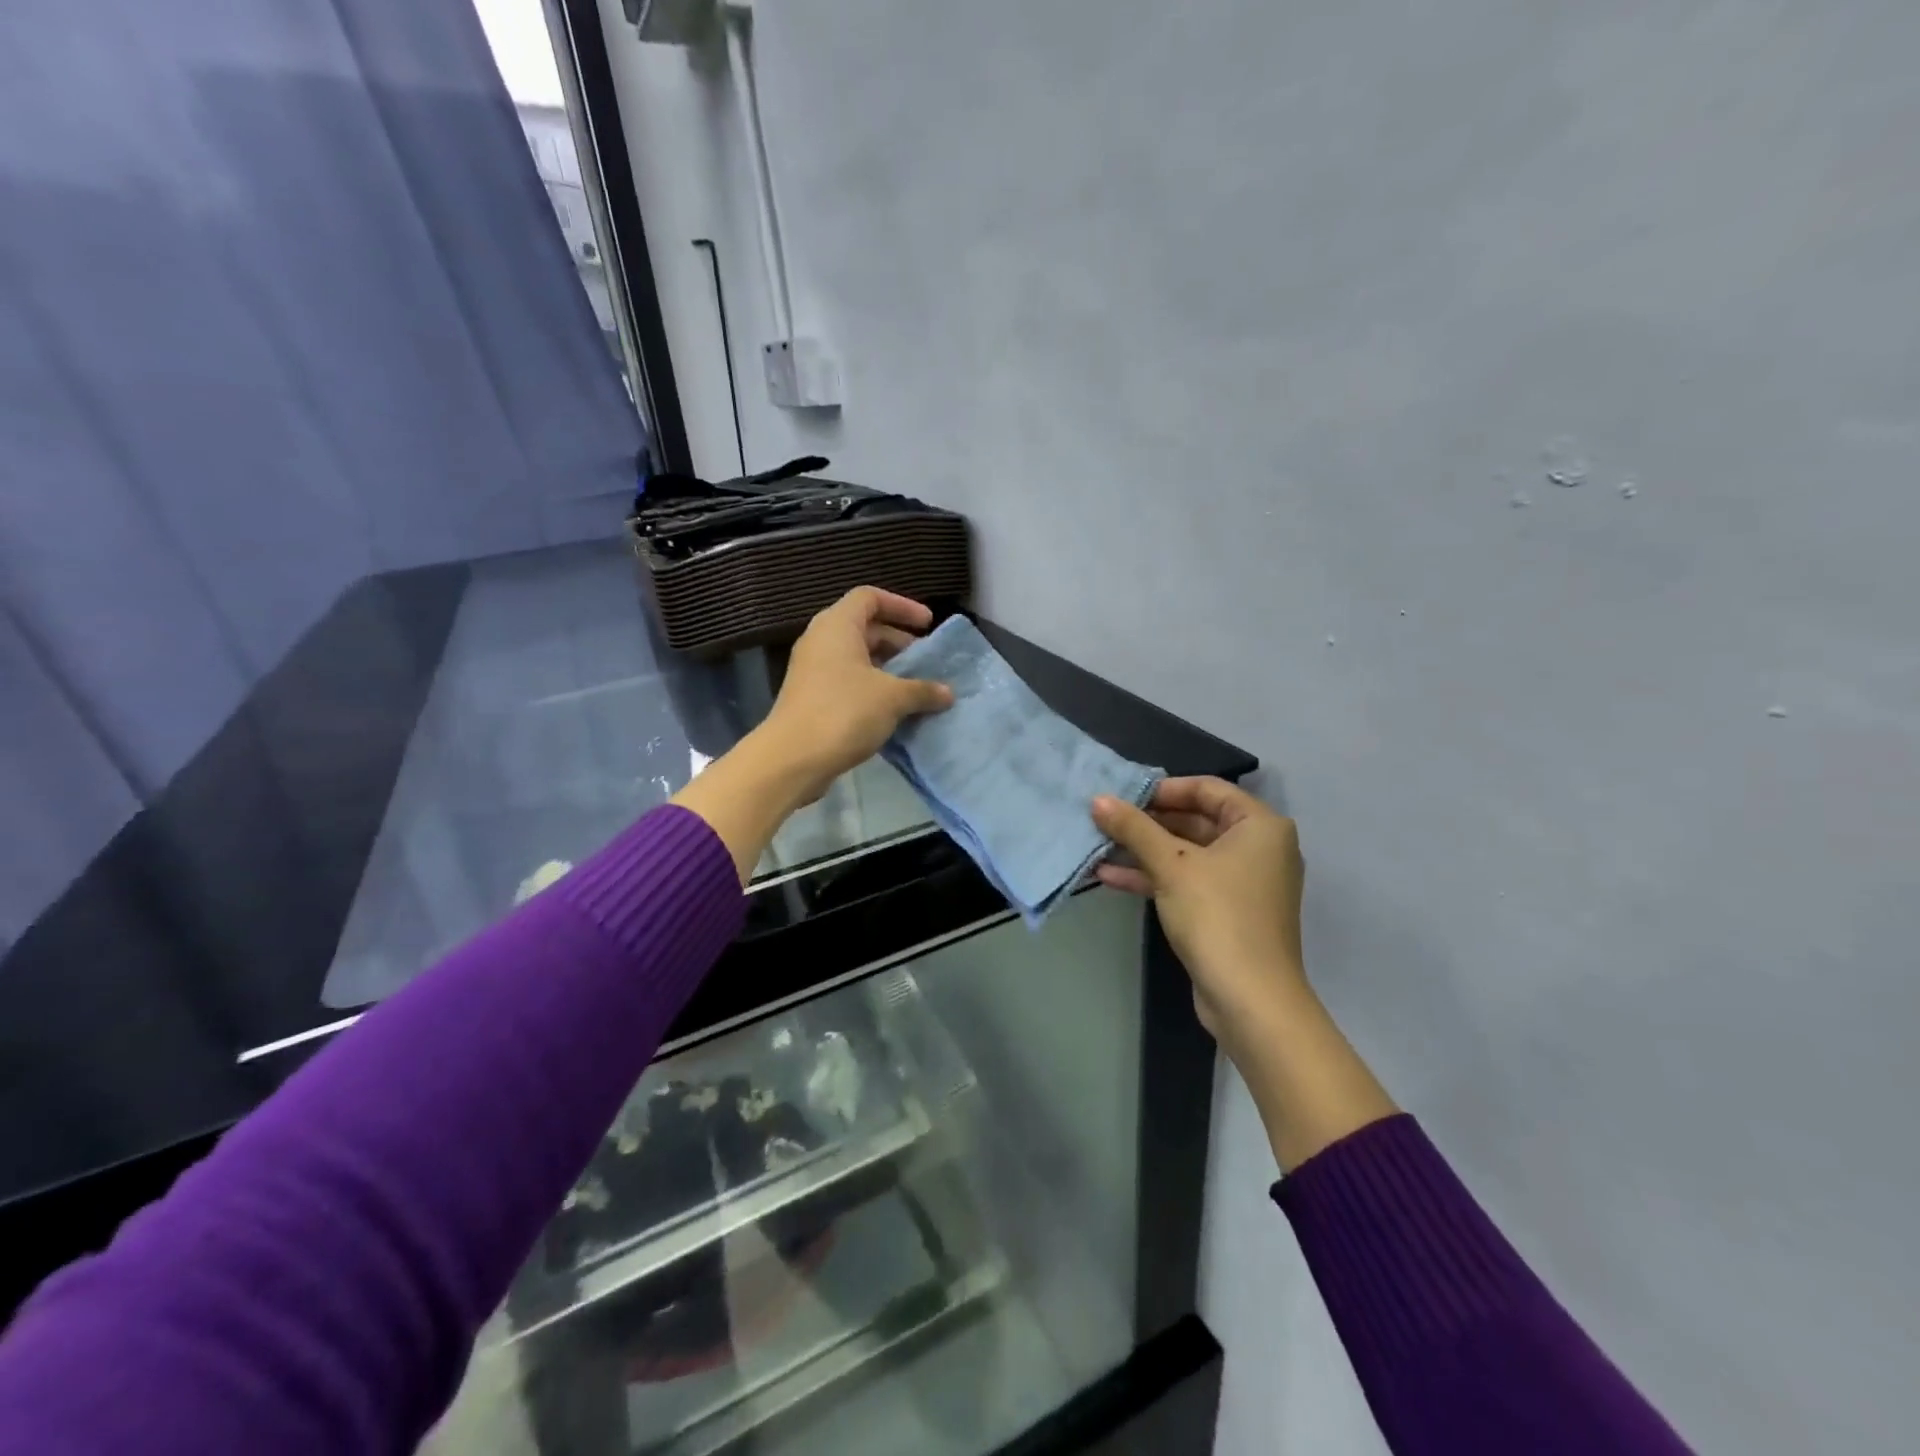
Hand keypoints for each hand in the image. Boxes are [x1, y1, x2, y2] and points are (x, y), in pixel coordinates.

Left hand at [761, 588, 953, 801]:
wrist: (793, 759)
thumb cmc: (844, 712)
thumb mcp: (892, 698)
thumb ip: (923, 690)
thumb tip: (948, 693)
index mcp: (837, 626)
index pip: (870, 597)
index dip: (902, 606)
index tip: (928, 625)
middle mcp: (821, 641)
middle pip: (865, 627)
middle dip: (898, 641)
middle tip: (925, 661)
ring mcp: (813, 670)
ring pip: (857, 658)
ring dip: (887, 668)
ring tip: (915, 688)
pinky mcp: (812, 698)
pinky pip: (848, 681)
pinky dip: (873, 688)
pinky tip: (894, 711)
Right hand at [1094, 779, 1396, 1170]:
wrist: (1250, 1000)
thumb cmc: (1217, 916)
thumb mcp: (1171, 865)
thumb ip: (1134, 828)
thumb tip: (1098, 799)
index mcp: (1259, 826)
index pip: (1207, 789)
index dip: (1162, 789)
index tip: (1123, 796)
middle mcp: (1258, 848)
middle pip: (1195, 820)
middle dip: (1147, 822)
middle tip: (1104, 819)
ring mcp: (1243, 883)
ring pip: (1186, 854)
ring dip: (1143, 851)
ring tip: (1098, 846)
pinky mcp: (1227, 912)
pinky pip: (1187, 882)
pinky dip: (1154, 878)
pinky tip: (1110, 878)